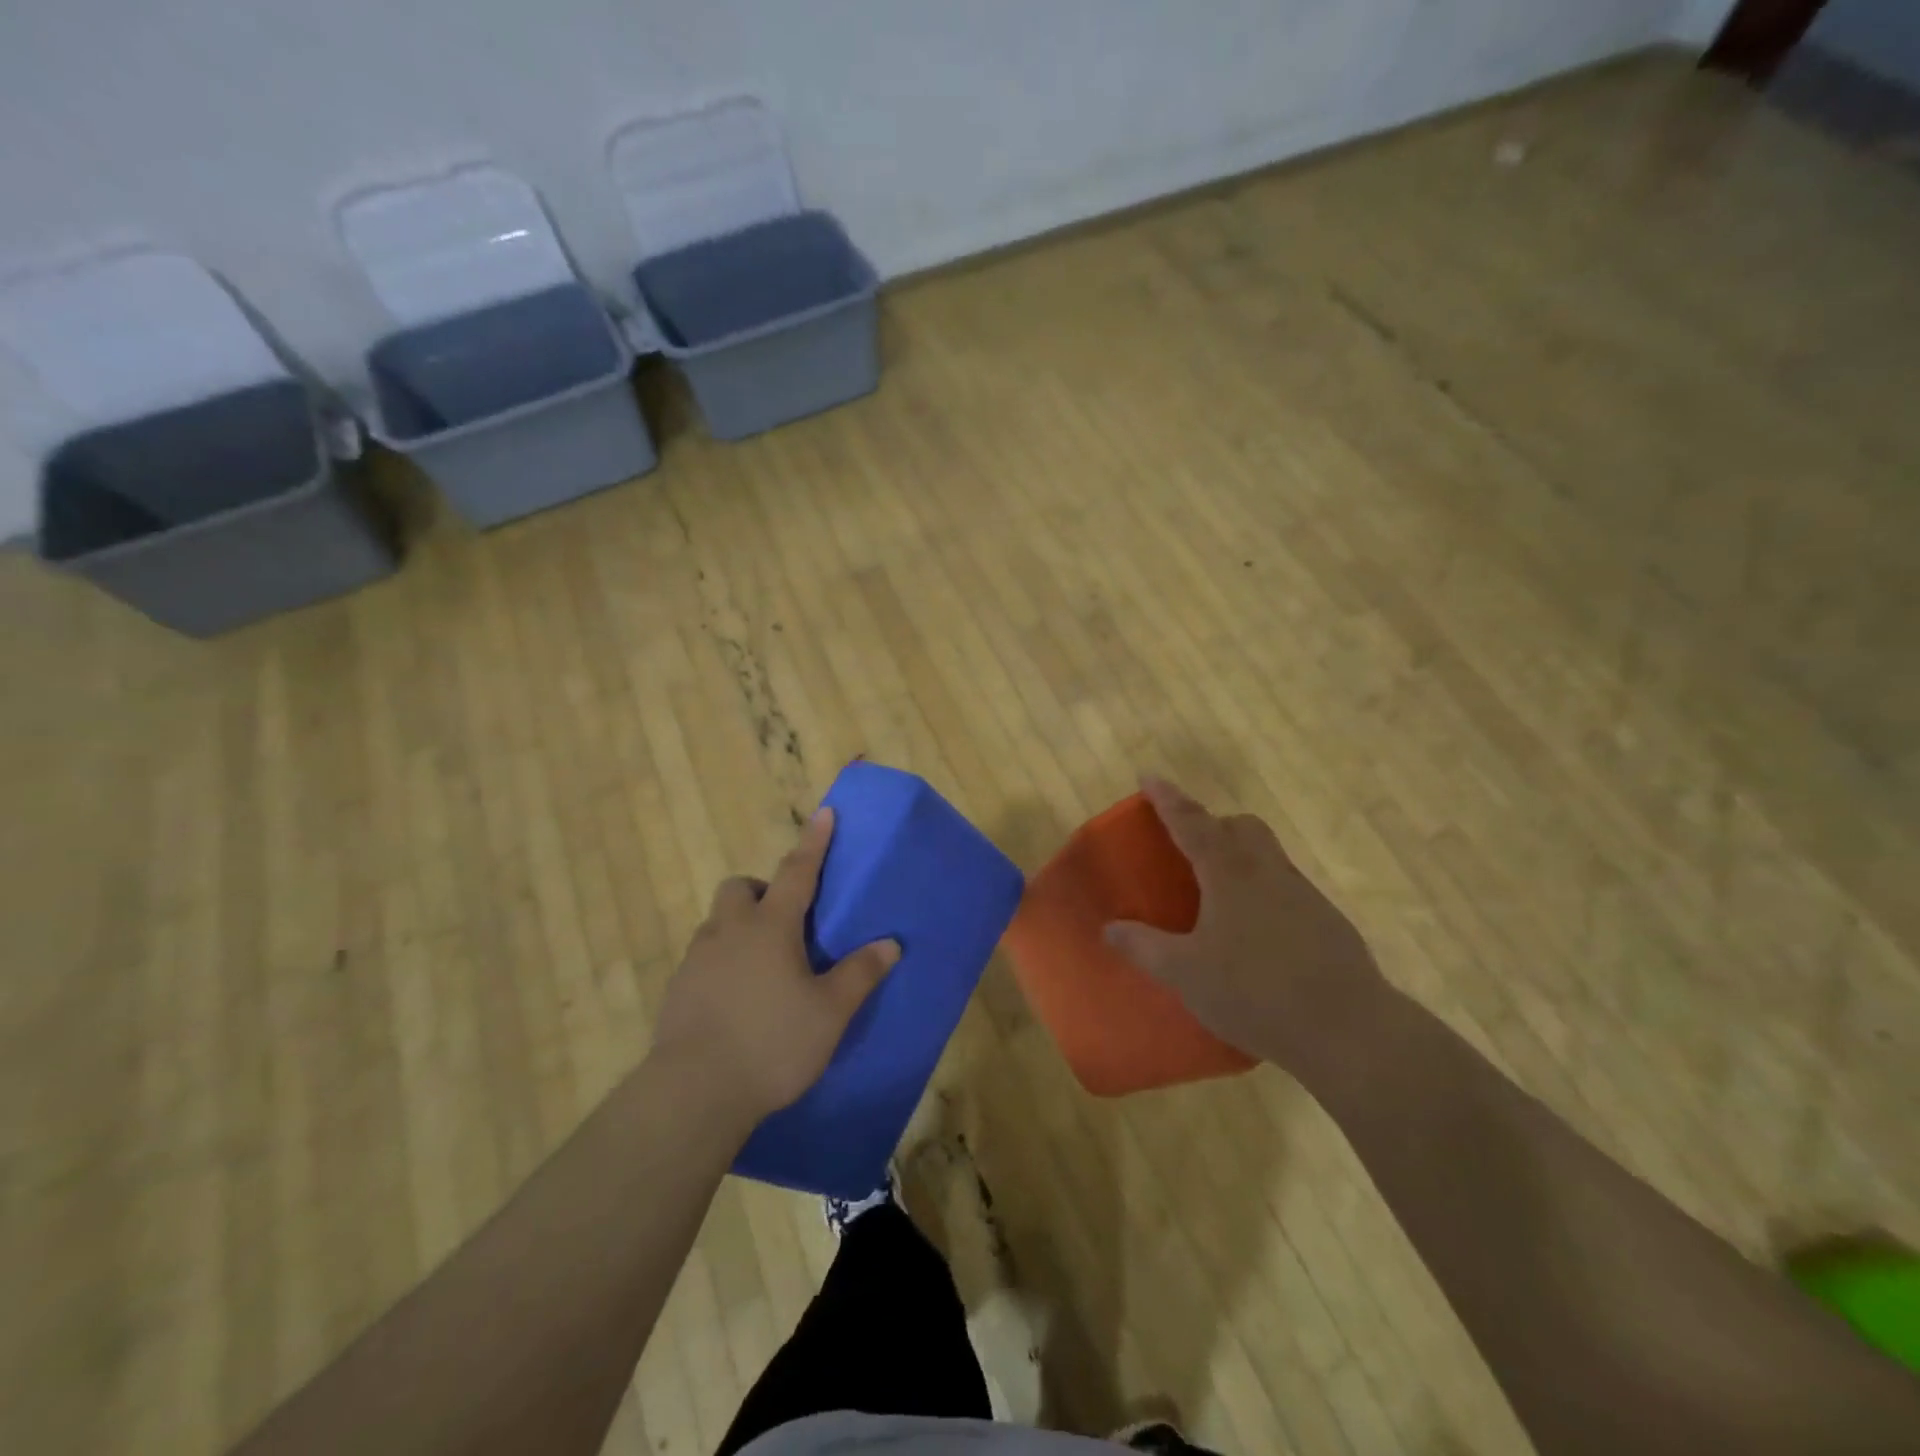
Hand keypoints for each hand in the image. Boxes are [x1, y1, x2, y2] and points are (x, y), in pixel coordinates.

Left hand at [652, 809, 899, 1128]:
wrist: (694, 1092)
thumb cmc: (772, 1043)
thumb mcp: (829, 1012)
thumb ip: (859, 974)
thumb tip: (890, 944)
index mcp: (770, 927)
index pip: (797, 871)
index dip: (814, 842)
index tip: (824, 813)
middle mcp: (729, 931)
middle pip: (739, 888)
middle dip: (760, 890)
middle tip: (783, 920)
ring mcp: (697, 960)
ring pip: (717, 922)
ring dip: (739, 926)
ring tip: (763, 965)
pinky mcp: (677, 990)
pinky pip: (703, 957)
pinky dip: (722, 961)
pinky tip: (737, 998)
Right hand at [1103, 776, 1388, 1077]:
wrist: (1348, 1029)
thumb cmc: (1254, 992)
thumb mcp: (1185, 974)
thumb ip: (1144, 947)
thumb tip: (1110, 929)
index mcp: (1229, 873)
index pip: (1191, 823)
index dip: (1167, 799)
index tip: (1149, 777)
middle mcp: (1268, 872)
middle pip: (1242, 827)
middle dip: (1213, 824)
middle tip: (1189, 845)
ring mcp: (1303, 895)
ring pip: (1268, 855)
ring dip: (1240, 856)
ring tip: (1218, 894)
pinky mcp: (1327, 922)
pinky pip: (1286, 888)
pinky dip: (1263, 891)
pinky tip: (1255, 934)